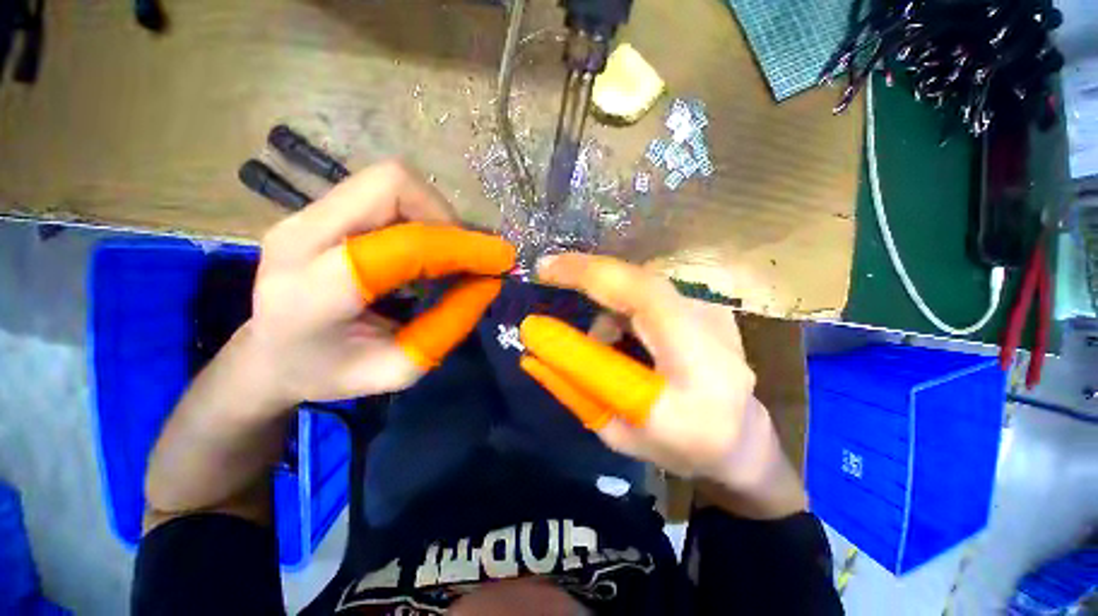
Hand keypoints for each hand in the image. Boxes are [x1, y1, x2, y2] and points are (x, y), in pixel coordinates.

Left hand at [245, 161, 514, 406]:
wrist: (267, 355)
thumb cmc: (329, 373)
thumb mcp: (397, 369)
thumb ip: (447, 328)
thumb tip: (488, 284)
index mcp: (313, 291)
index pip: (403, 245)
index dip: (461, 246)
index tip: (500, 260)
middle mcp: (301, 235)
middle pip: (392, 185)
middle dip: (447, 218)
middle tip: (467, 258)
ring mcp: (303, 215)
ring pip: (390, 182)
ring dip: (435, 215)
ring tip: (447, 255)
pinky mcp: (317, 209)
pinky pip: (383, 193)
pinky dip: (419, 215)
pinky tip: (424, 249)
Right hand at [518, 254, 804, 517]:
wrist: (742, 439)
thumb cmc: (683, 446)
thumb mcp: (620, 432)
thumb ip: (577, 390)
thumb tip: (536, 353)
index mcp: (695, 363)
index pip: (638, 296)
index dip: (587, 274)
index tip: (544, 268)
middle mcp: (710, 324)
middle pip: (637, 280)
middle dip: (587, 276)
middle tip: (551, 278)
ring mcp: (712, 310)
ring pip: (640, 286)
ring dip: (608, 303)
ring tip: (603, 345)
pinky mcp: (707, 307)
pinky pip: (651, 294)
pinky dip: (624, 306)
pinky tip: (626, 338)